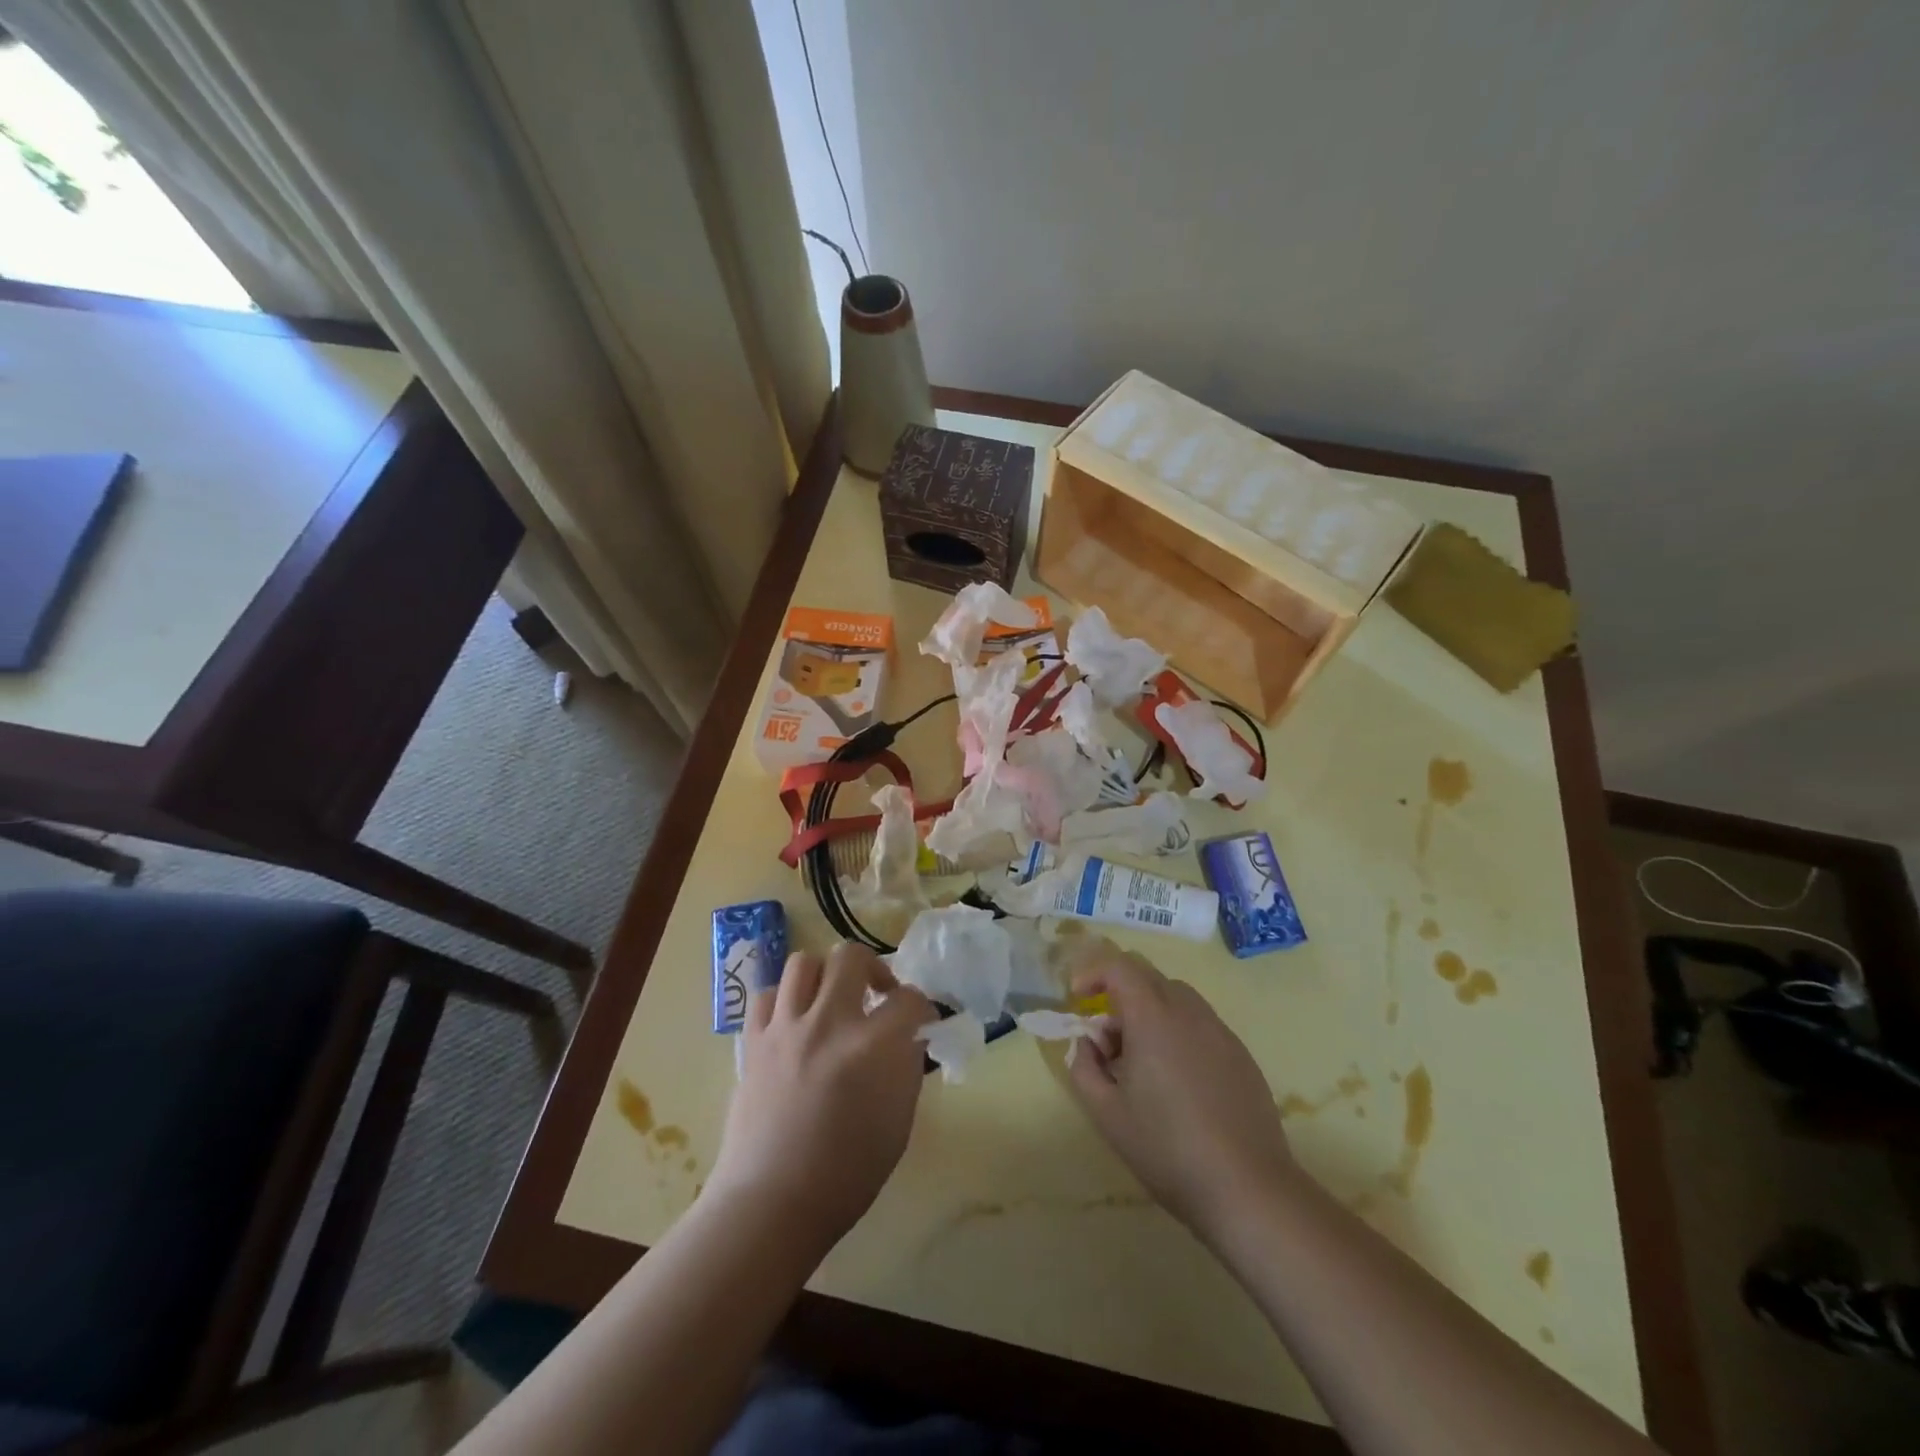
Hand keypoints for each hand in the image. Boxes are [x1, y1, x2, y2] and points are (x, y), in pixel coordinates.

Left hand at [707, 942, 934, 1254]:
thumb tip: (908, 1039)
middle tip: (877, 996)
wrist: (772, 1203)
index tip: (922, 1022)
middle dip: (874, 969)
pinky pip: (768, 994)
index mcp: (871, 1046)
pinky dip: (786, 1000)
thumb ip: (906, 1069)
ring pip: (804, 962)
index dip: (923, 1008)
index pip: (910, 999)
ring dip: (825, 976)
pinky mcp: (753, 1041)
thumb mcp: (898, 1123)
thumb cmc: (846, 1175)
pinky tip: (795, 1022)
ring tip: (833, 1001)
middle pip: (851, 956)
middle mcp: (828, 1022)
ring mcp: (785, 1028)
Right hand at [1068, 946, 1296, 1240]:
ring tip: (1141, 1064)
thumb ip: (1084, 1066)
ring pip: (1177, 998)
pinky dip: (1178, 1033)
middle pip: (1148, 977)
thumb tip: (1087, 1043)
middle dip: (1119, 996)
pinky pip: (1200, 1024)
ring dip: (1150, 1013)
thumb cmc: (1167, 1148)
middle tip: (1107, 1041)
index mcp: (1153, 1017)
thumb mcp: (1106, 1113)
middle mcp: (1189, 1011)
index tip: (1078, 1000)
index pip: (1119, 967)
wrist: (1248, 1189)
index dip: (1093, 974)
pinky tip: (1178, 1082)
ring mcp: (1220, 1031)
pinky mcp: (1241, 1054)